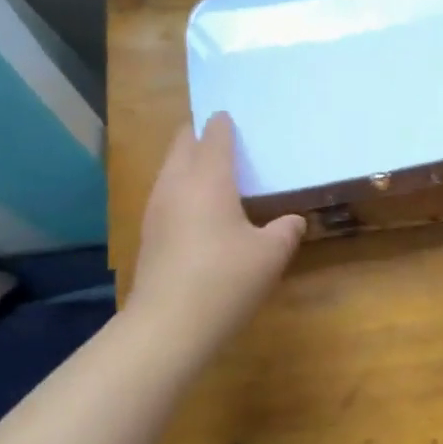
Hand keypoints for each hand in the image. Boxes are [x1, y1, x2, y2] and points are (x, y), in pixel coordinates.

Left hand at [129, 113, 305, 347]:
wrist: (168, 325)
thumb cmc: (225, 279)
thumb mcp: (270, 254)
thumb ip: (286, 230)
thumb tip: (293, 221)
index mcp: (208, 177)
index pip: (214, 134)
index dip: (226, 123)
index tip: (239, 117)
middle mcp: (177, 183)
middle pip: (184, 142)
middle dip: (202, 135)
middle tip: (230, 141)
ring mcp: (157, 208)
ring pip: (171, 168)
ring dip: (190, 162)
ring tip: (218, 173)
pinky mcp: (149, 232)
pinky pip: (168, 193)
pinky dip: (184, 188)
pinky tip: (202, 210)